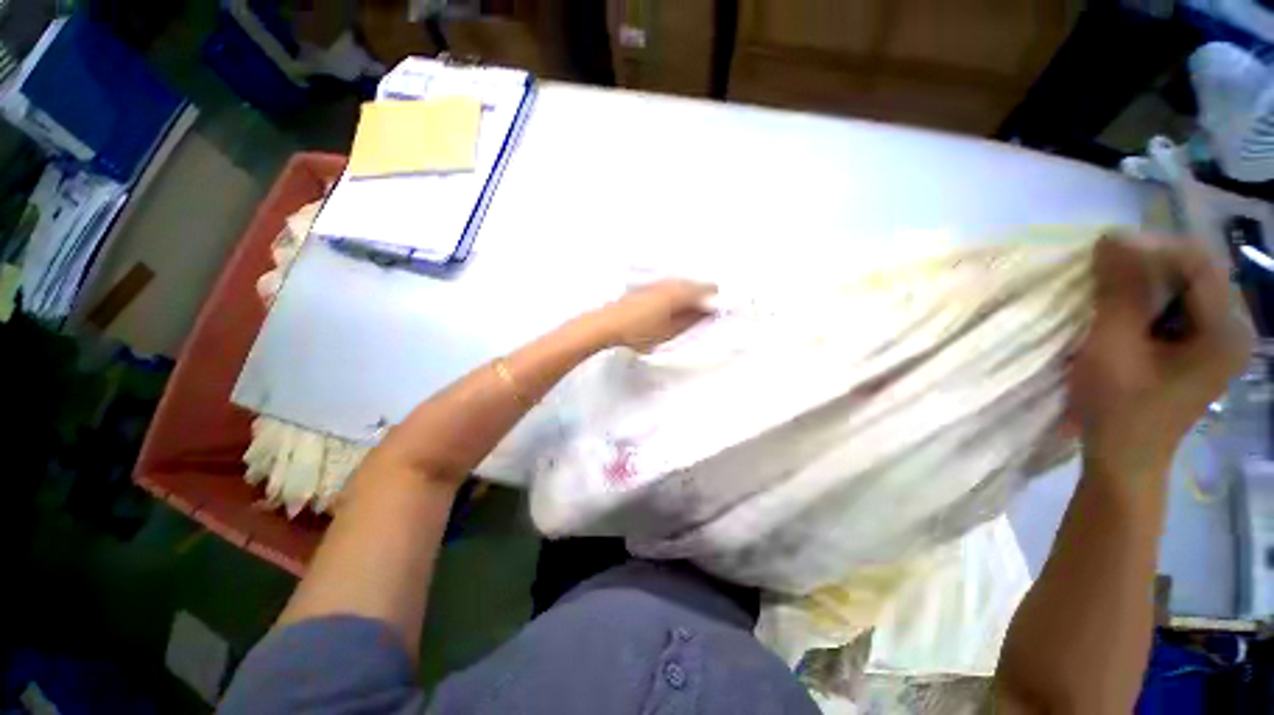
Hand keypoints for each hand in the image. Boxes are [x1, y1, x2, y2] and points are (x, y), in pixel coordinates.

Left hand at [588, 279, 716, 351]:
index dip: (716, 300)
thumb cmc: (637, 329)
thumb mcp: (670, 330)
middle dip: (705, 298)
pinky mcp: (648, 288)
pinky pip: (671, 288)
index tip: (720, 309)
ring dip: (691, 296)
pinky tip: (675, 309)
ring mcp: (658, 284)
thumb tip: (706, 314)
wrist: (609, 324)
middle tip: (709, 312)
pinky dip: (679, 296)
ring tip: (693, 313)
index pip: (707, 289)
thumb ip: (691, 320)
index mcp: (679, 292)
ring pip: (683, 285)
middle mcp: (669, 283)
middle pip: (696, 285)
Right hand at [1070, 235, 1251, 480]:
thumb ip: (1119, 292)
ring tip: (1107, 295)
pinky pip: (1177, 305)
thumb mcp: (1113, 348)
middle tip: (1100, 274)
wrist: (1124, 459)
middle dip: (1146, 265)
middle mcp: (1234, 327)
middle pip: (1194, 270)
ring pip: (1184, 286)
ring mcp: (1219, 338)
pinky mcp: (1201, 347)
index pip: (1197, 262)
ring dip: (1144, 282)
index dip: (1149, 248)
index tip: (1100, 253)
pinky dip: (1147, 300)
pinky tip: (1123, 314)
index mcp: (1226, 330)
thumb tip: (1113, 235)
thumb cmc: (1118, 409)